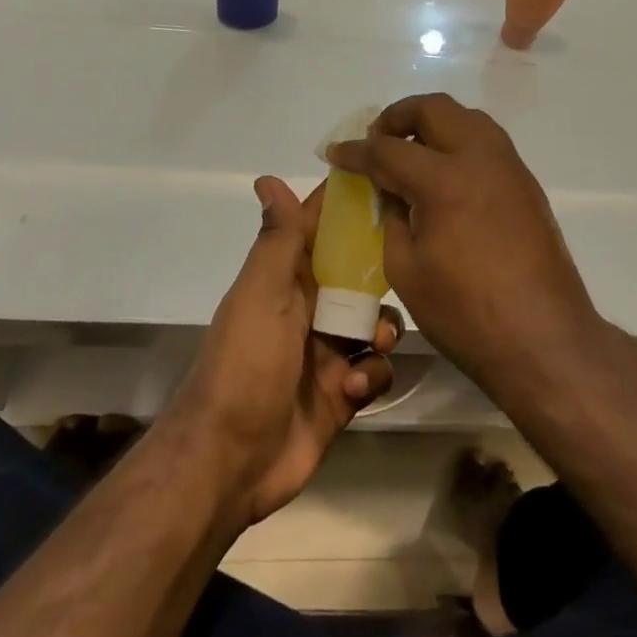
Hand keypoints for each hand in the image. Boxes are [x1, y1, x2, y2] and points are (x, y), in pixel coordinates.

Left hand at [170, 177, 401, 527]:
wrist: (230, 460)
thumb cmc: (246, 363)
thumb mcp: (261, 293)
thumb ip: (277, 239)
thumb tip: (267, 177)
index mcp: (287, 278)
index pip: (322, 229)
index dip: (351, 206)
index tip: (391, 184)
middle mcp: (309, 308)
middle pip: (359, 275)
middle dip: (382, 275)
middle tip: (405, 273)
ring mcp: (327, 352)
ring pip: (374, 322)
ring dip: (382, 330)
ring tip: (372, 345)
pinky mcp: (342, 392)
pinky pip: (375, 369)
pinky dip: (373, 374)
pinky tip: (354, 387)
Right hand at [327, 94, 599, 391]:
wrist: (543, 339)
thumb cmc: (466, 313)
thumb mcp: (406, 269)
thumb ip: (391, 217)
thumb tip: (390, 191)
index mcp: (444, 180)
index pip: (388, 150)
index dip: (356, 152)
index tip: (336, 154)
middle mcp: (480, 158)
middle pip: (433, 109)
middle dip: (397, 118)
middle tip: (377, 142)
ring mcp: (509, 167)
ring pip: (466, 117)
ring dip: (432, 124)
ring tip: (410, 153)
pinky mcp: (526, 183)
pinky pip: (486, 141)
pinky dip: (458, 142)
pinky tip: (444, 175)